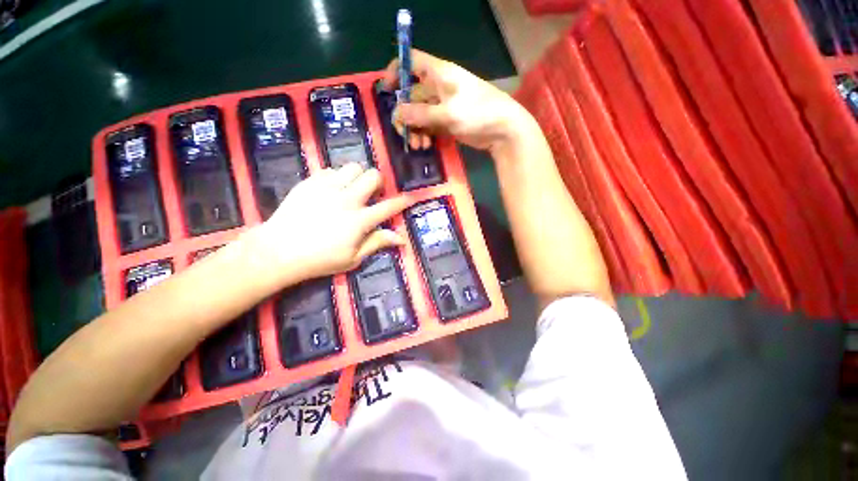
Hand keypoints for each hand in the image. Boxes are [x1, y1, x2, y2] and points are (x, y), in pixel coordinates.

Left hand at [252, 163, 412, 283]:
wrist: (278, 251)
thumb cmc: (320, 260)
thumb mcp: (353, 258)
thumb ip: (377, 243)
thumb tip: (401, 238)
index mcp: (360, 221)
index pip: (388, 207)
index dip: (402, 201)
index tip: (410, 197)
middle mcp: (347, 199)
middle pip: (373, 176)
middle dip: (378, 182)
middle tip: (372, 193)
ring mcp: (328, 188)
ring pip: (353, 167)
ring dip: (358, 176)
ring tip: (351, 188)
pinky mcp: (310, 183)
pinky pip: (330, 170)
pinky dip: (336, 178)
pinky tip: (331, 190)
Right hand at [382, 49, 533, 153]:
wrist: (502, 130)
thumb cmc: (478, 113)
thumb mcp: (448, 113)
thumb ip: (421, 114)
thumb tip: (397, 113)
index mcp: (439, 74)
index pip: (412, 61)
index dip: (396, 70)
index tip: (387, 90)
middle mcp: (438, 87)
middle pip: (411, 96)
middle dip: (405, 116)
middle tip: (404, 134)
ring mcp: (442, 106)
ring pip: (419, 115)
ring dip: (415, 130)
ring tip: (419, 146)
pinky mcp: (446, 122)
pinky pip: (428, 126)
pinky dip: (424, 135)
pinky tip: (425, 146)